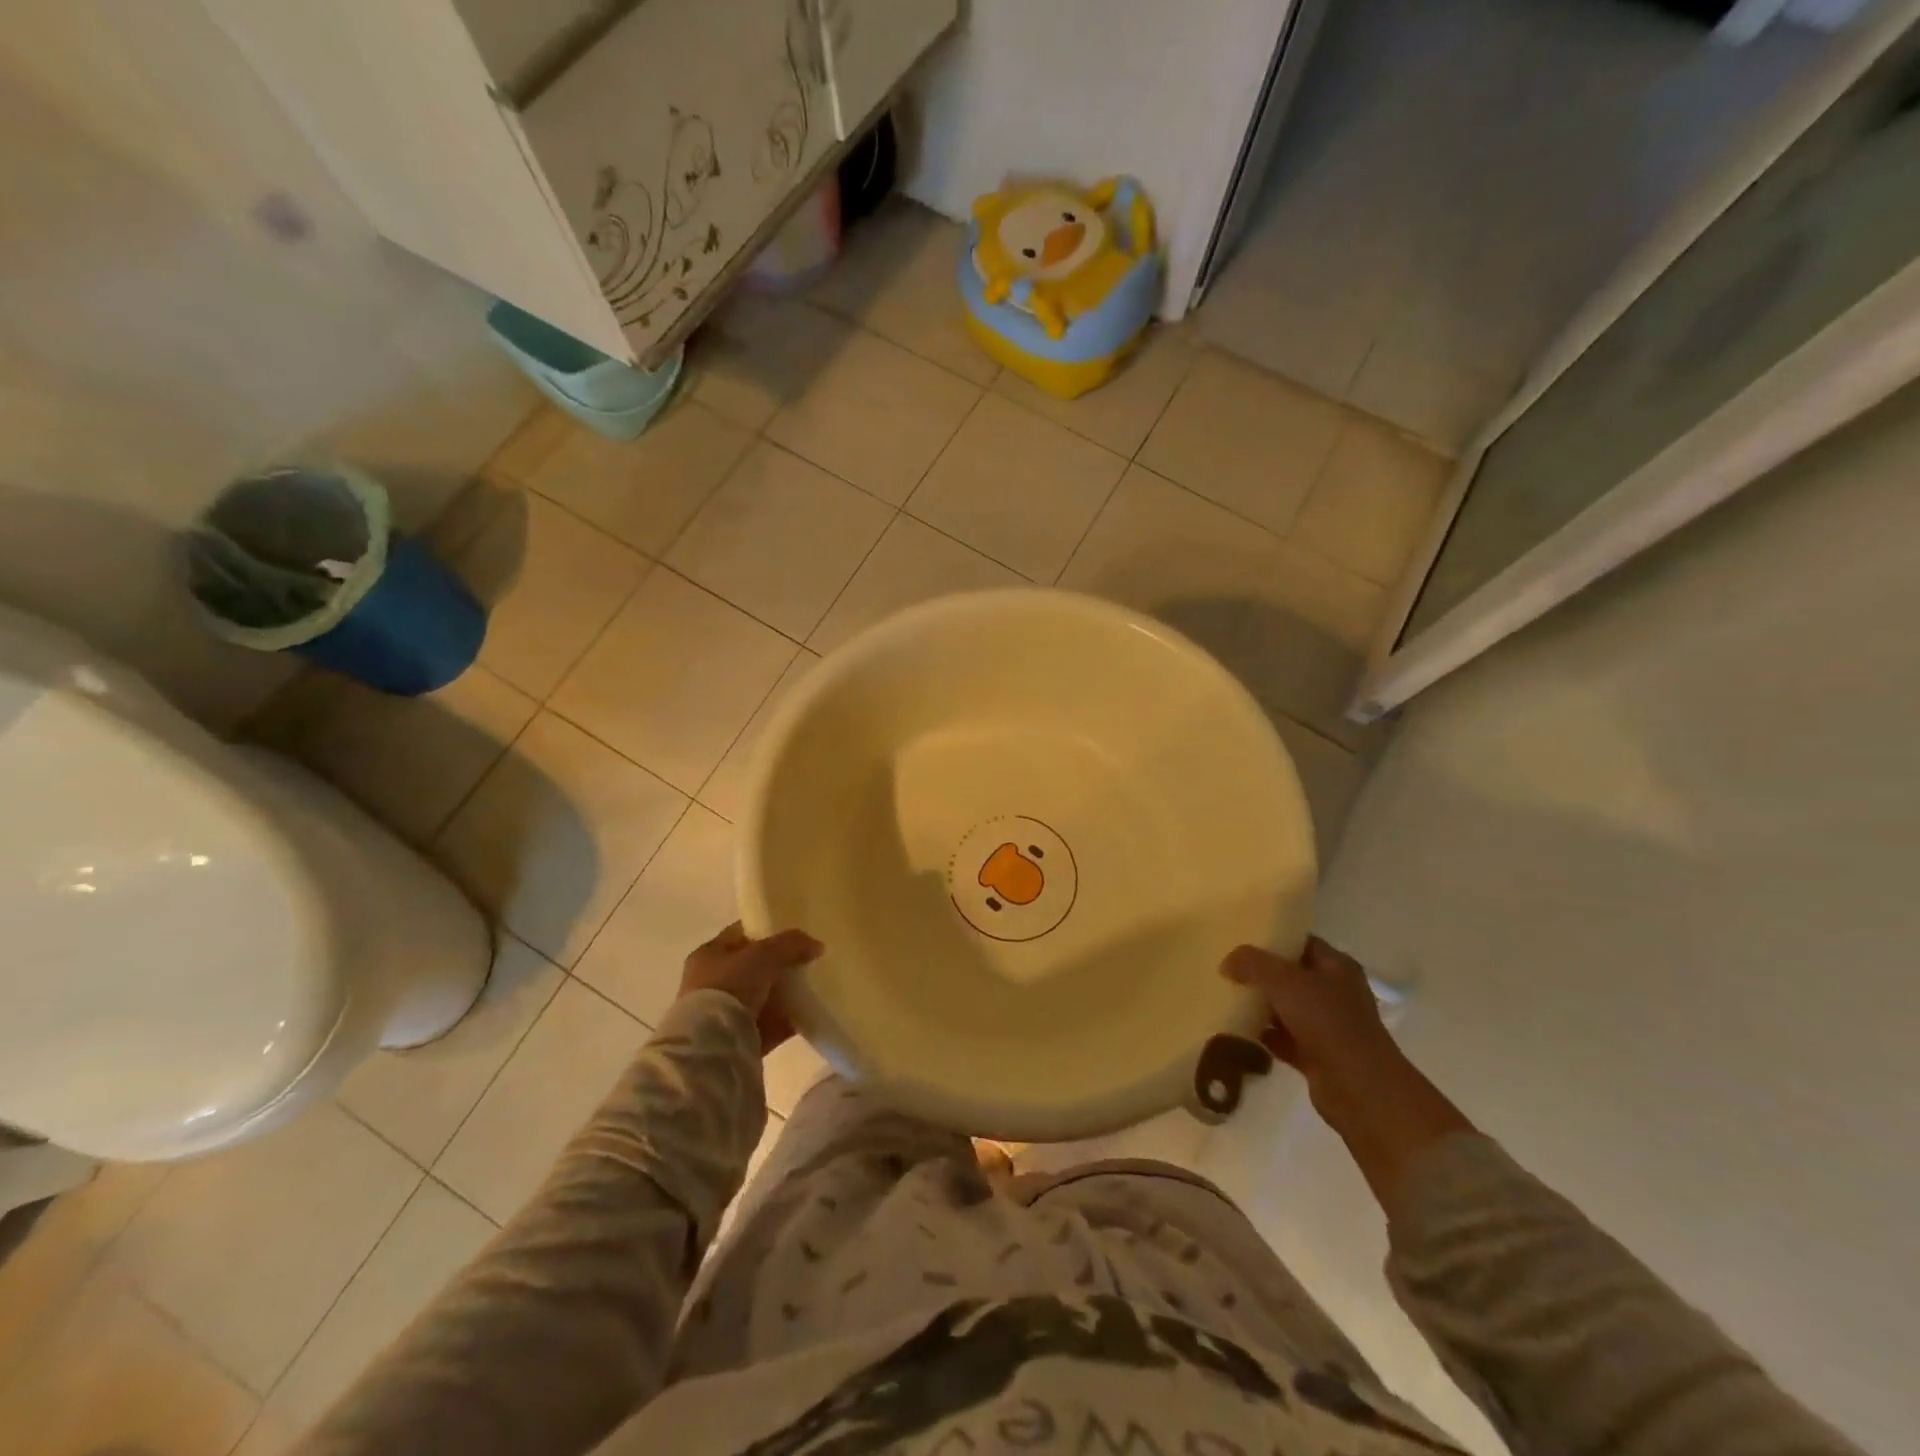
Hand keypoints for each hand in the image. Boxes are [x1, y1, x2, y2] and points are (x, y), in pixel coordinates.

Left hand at [679, 922, 822, 1054]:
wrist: (713, 1044)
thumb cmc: (730, 986)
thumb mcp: (764, 954)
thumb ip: (791, 944)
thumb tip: (817, 945)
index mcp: (709, 955)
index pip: (741, 935)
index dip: (767, 931)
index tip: (794, 936)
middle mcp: (711, 982)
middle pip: (753, 967)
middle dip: (779, 966)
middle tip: (807, 962)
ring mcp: (724, 1013)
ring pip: (762, 997)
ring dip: (784, 995)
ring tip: (812, 988)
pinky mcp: (738, 1039)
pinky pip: (768, 1024)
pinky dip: (786, 1020)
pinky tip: (808, 1014)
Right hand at [1222, 937, 1396, 1091]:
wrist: (1358, 1088)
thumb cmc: (1326, 1021)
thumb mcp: (1283, 980)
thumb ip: (1252, 963)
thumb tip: (1227, 963)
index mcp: (1337, 967)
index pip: (1301, 943)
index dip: (1272, 939)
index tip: (1240, 940)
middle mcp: (1335, 993)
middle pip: (1291, 976)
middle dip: (1260, 974)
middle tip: (1228, 971)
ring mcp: (1328, 1027)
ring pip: (1286, 1008)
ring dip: (1260, 1006)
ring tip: (1226, 998)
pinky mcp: (1317, 1056)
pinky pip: (1283, 1039)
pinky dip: (1264, 1036)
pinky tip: (1237, 1031)